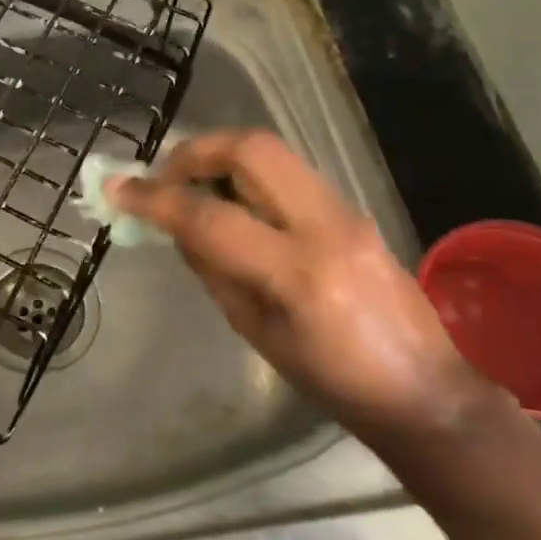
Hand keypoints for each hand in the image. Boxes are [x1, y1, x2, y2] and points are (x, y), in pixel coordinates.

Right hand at [105, 130, 499, 441]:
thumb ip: (213, 268)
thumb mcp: (254, 330)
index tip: (118, 190)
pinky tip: (230, 204)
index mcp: (297, 273)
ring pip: (271, 153)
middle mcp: (326, 226)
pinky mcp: (352, 210)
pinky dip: (246, 176)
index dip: (155, 199)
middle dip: (196, 150)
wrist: (423, 389)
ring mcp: (346, 211)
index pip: (209, 217)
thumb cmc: (331, 380)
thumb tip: (177, 225)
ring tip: (190, 187)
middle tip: (163, 173)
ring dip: (220, 159)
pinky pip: (287, 174)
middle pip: (251, 150)